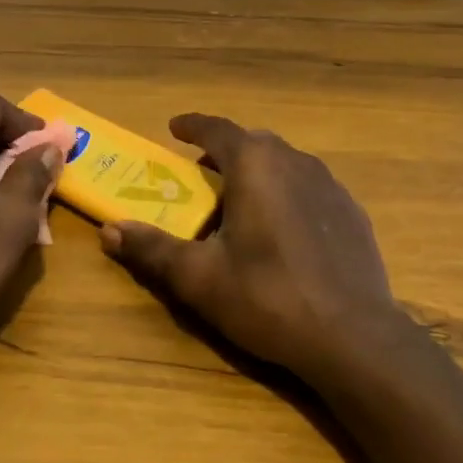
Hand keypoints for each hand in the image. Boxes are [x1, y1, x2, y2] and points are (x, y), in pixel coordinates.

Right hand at [100, 114, 413, 383]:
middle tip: (201, 174)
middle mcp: (296, 162)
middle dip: (225, 151)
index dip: (192, 125)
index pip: (218, 129)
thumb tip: (110, 230)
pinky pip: (310, 189)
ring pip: (286, 164)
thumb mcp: (199, 277)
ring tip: (240, 201)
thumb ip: (152, 249)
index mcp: (256, 165)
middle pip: (254, 143)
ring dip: (258, 172)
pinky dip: (287, 194)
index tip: (174, 128)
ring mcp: (331, 186)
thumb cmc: (268, 297)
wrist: (353, 336)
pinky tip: (283, 229)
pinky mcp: (353, 214)